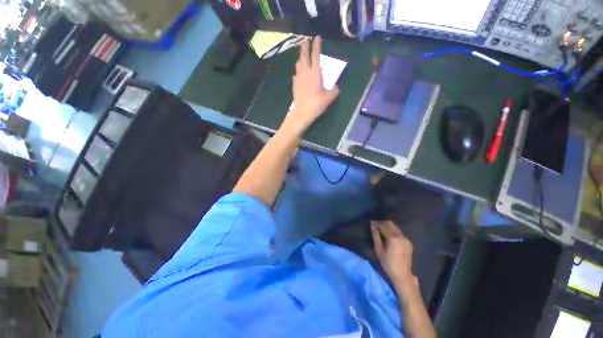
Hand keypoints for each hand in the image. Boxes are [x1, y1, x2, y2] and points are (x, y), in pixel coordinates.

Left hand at [281, 37, 339, 135]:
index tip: (317, 37)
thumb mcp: (329, 97)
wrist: (302, 112)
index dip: (316, 45)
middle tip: (305, 40)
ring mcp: (298, 78)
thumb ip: (334, 90)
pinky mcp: (294, 85)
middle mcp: (305, 72)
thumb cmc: (317, 103)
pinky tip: (299, 73)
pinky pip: (296, 74)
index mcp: (315, 72)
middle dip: (305, 46)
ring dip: (300, 57)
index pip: (316, 55)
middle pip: (304, 56)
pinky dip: (298, 70)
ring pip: (298, 64)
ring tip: (302, 55)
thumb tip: (336, 87)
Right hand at [371, 221, 416, 287]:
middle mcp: (400, 236)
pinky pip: (399, 232)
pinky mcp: (408, 242)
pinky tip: (388, 235)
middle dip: (382, 223)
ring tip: (381, 229)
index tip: (371, 222)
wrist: (402, 274)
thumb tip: (372, 226)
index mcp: (393, 238)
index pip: (383, 226)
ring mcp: (406, 238)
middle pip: (390, 223)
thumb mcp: (379, 249)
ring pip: (395, 227)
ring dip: (387, 226)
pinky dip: (393, 231)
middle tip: (376, 225)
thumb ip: (375, 236)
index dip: (376, 223)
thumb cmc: (388, 263)